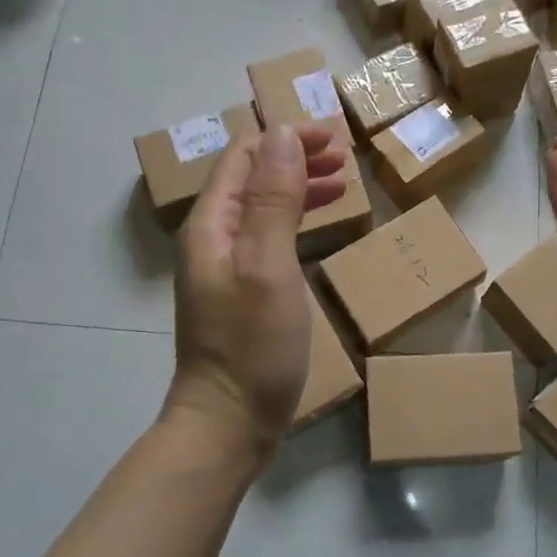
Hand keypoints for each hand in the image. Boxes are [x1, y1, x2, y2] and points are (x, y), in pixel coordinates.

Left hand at [166, 124, 347, 460]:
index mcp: (212, 225)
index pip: (243, 157)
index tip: (332, 136)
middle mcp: (212, 239)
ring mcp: (225, 267)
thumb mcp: (268, 266)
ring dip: (297, 187)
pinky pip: (268, 238)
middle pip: (251, 179)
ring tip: (340, 182)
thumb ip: (273, 199)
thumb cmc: (252, 345)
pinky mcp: (241, 292)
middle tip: (343, 156)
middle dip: (294, 159)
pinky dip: (295, 221)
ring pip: (261, 208)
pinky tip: (318, 227)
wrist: (228, 422)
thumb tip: (281, 133)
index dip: (285, 138)